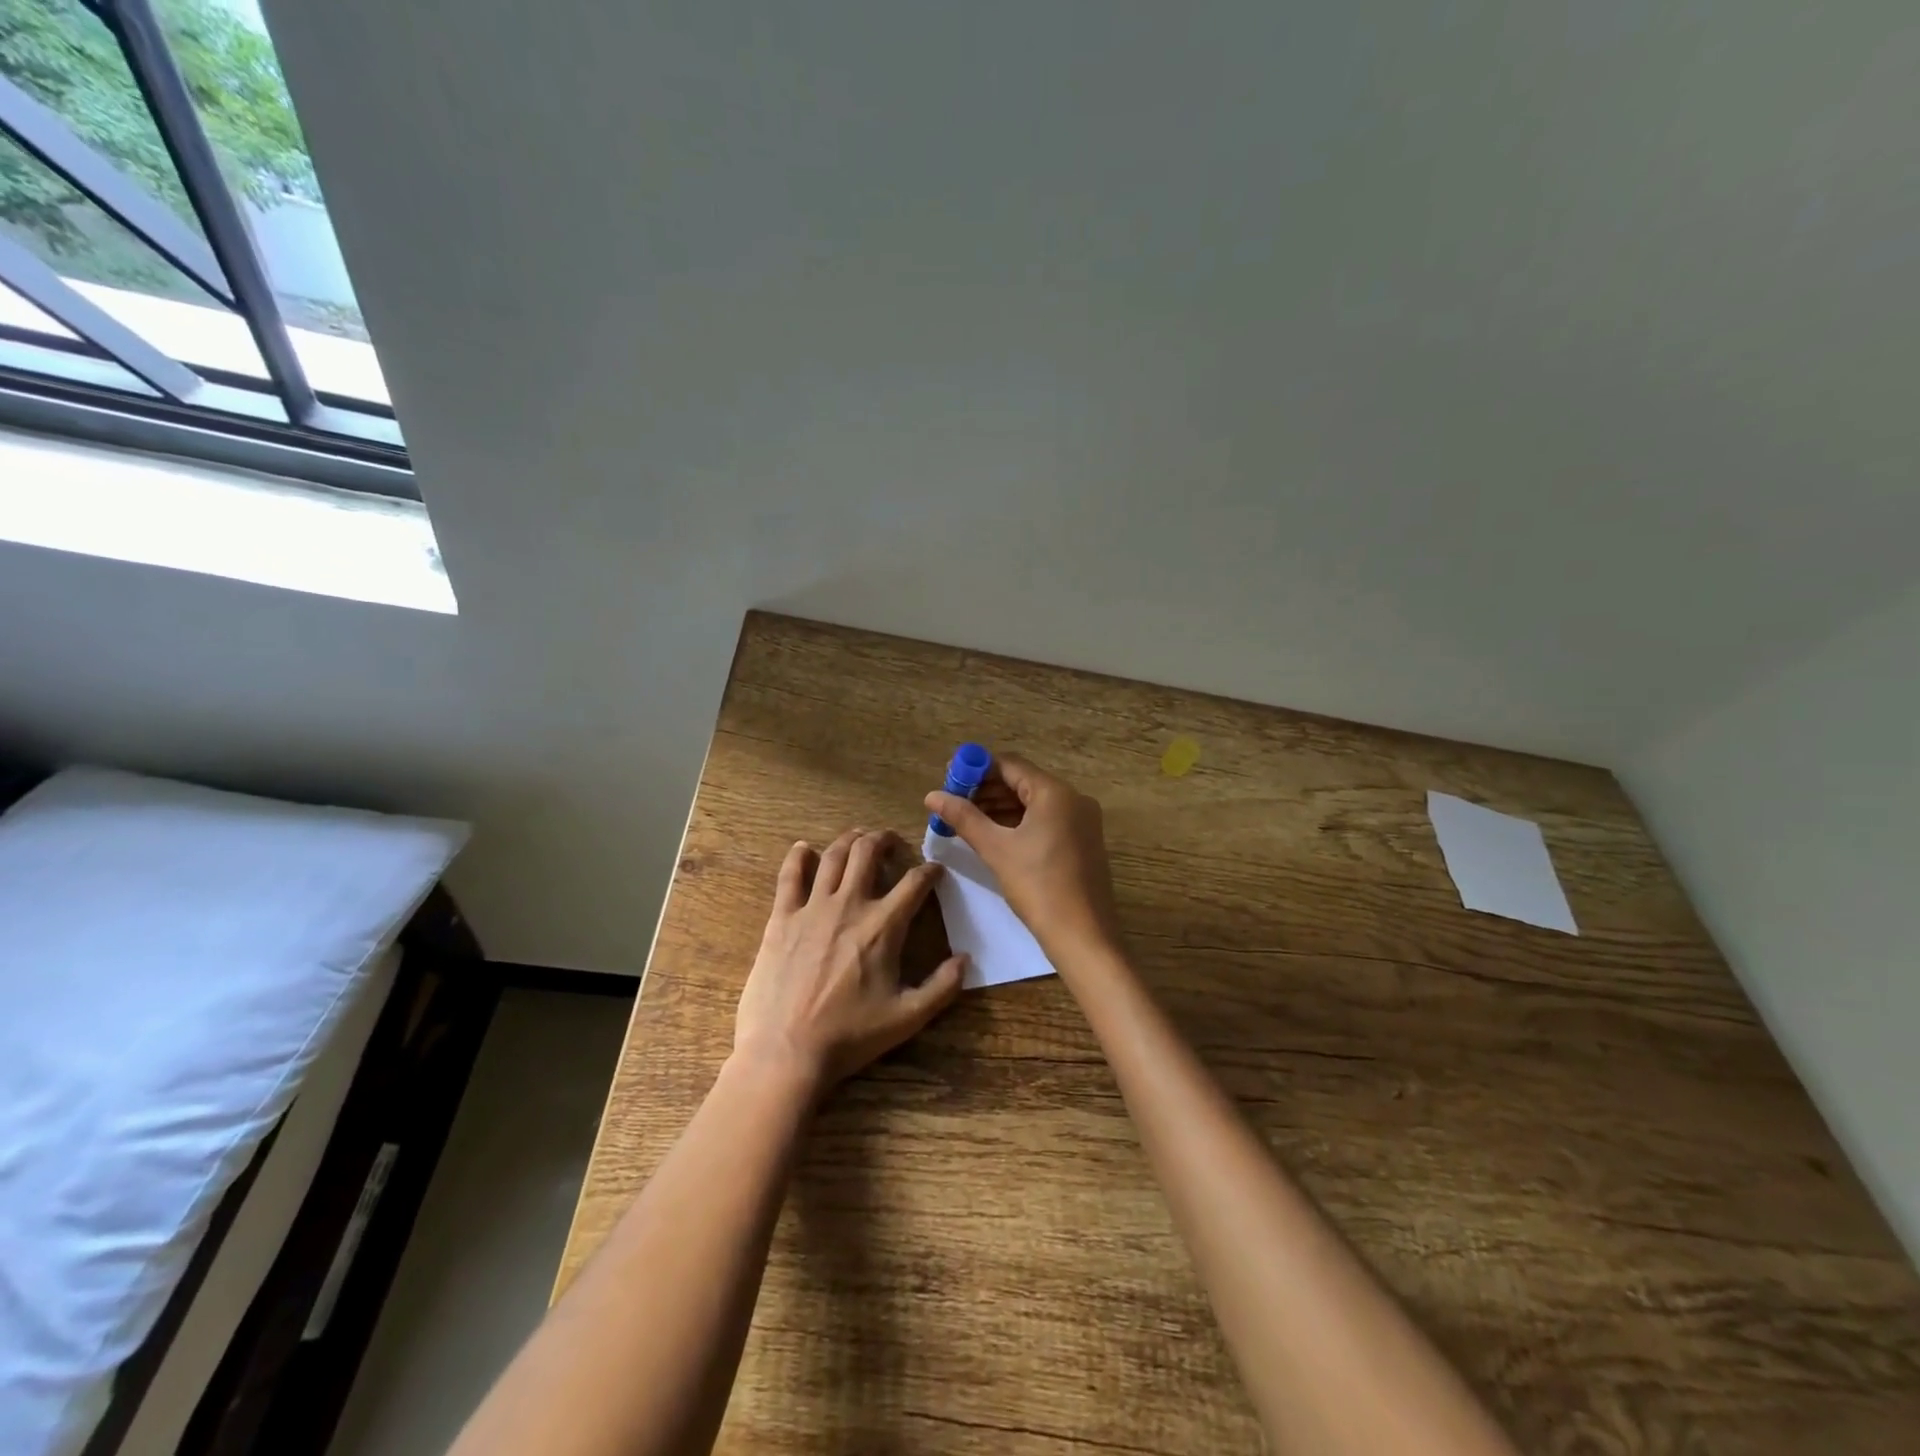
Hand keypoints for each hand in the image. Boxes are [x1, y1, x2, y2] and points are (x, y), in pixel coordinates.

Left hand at [734, 828, 965, 1089]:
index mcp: (884, 926)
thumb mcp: (908, 1018)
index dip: (930, 870)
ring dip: (849, 840)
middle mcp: (850, 904)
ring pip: (833, 856)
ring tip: (858, 838)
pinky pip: (789, 876)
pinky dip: (798, 857)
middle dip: (885, 839)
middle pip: (869, 851)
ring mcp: (812, 908)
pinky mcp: (781, 918)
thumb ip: (942, 987)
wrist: (787, 1051)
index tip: (936, 869)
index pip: (915, 882)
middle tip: (892, 842)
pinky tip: (804, 849)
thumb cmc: (850, 1035)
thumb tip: (966, 960)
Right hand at [924, 753, 1120, 960]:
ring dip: (1001, 807)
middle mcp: (1073, 799)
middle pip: (1023, 782)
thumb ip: (964, 817)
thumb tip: (932, 795)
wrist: (1083, 935)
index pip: (1010, 765)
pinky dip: (1020, 823)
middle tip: (954, 803)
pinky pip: (1046, 820)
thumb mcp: (996, 849)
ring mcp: (1082, 821)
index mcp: (1055, 792)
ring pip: (1034, 803)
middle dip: (987, 790)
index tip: (949, 780)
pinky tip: (995, 836)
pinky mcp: (1082, 841)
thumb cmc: (1038, 886)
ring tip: (968, 820)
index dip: (976, 769)